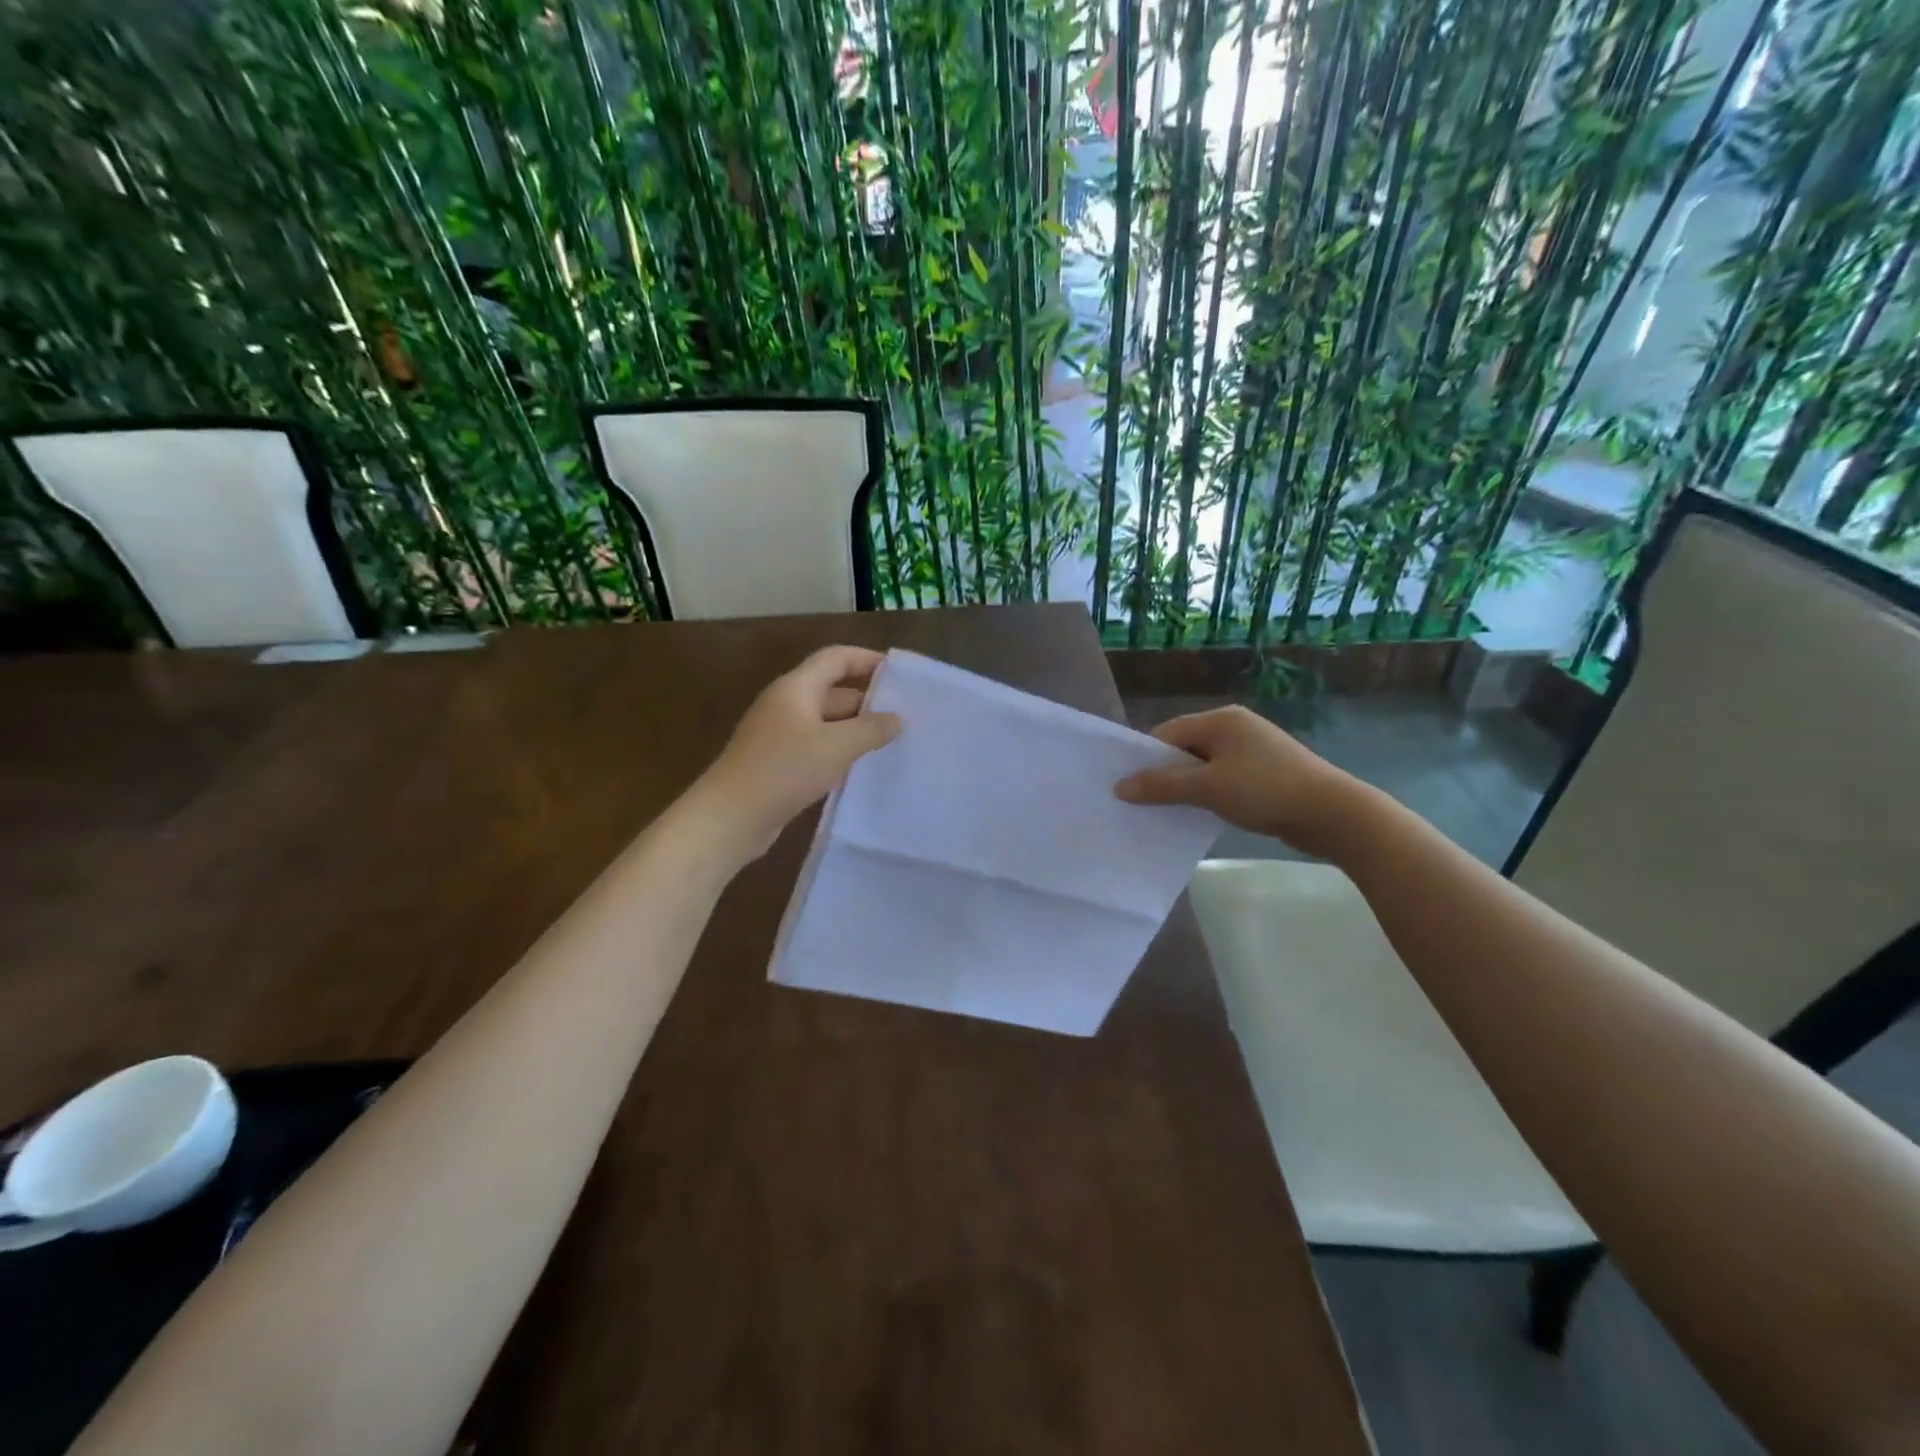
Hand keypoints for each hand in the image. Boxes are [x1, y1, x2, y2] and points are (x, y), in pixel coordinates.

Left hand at [695, 645, 901, 860]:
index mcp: (796, 688)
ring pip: (826, 721)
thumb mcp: (836, 747)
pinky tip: (861, 766)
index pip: (836, 659)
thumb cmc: (784, 770)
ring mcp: (779, 734)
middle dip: (867, 699)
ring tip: (891, 741)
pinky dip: (839, 750)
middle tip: (905, 714)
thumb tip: (896, 719)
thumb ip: (870, 730)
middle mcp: (786, 704)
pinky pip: (816, 745)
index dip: (867, 659)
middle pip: (832, 690)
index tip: (898, 672)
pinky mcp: (777, 761)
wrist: (730, 817)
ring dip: (855, 728)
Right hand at [1114, 706, 1372, 859]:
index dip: (1147, 759)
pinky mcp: (1266, 772)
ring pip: (1205, 766)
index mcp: (1221, 719)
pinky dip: (1210, 794)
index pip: (1168, 734)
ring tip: (1170, 812)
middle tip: (1145, 803)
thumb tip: (1119, 787)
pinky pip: (1224, 779)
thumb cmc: (1264, 790)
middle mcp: (1236, 727)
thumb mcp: (1206, 788)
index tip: (1130, 787)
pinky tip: (1203, 814)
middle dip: (1166, 774)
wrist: (1331, 813)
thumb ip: (1161, 786)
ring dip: (1188, 787)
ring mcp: (1253, 750)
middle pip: (1185, 748)